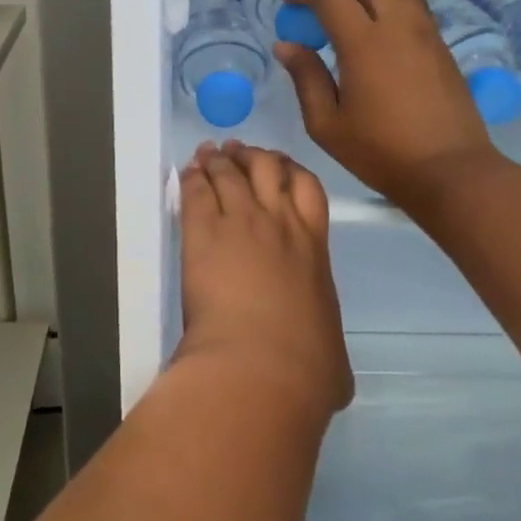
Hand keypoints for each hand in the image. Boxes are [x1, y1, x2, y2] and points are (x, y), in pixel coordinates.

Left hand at [177, 142, 351, 423]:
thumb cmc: (304, 369)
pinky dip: (192, 178)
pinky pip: (196, 192)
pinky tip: (188, 172)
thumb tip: (327, 361)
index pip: (308, 189)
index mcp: (314, 249)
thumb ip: (326, 342)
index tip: (280, 167)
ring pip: (229, 173)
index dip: (292, 171)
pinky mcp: (203, 233)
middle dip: (253, 156)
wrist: (262, 365)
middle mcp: (279, 224)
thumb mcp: (332, 355)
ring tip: (208, 153)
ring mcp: (240, 223)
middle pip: (268, 168)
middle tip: (237, 152)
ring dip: (218, 160)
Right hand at [277, 0, 496, 205]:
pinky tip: (375, 25)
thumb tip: (287, 45)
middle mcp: (397, 26)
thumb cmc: (381, 152)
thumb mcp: (327, 125)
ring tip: (347, 5)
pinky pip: (412, 2)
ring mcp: (424, 32)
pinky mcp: (440, 44)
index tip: (288, 0)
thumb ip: (305, 78)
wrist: (450, 171)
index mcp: (364, 44)